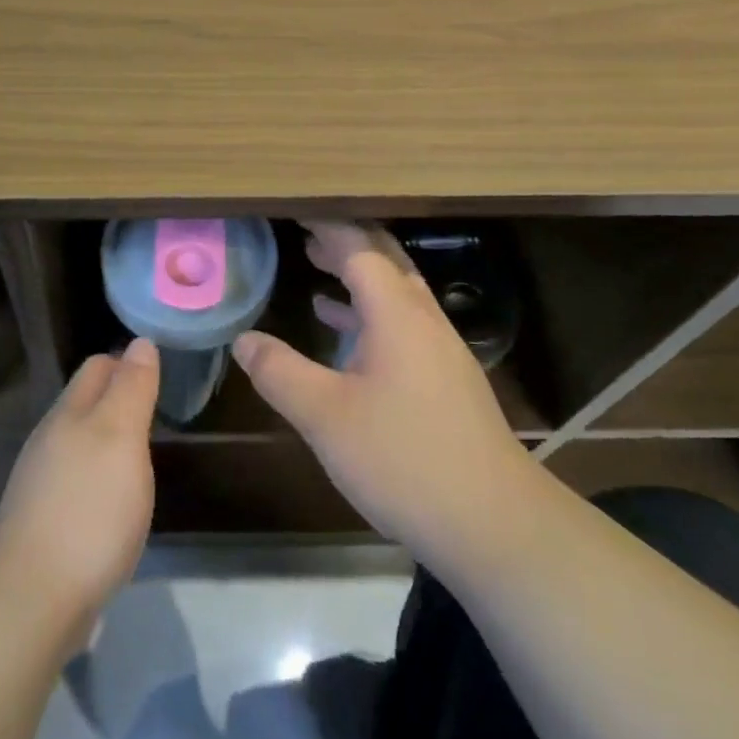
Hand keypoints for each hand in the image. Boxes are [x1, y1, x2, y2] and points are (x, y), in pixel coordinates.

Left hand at [0, 338, 159, 641]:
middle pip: (86, 403)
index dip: (128, 362)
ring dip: (109, 441)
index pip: (98, 366)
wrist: (34, 599)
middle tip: (158, 410)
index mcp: (69, 413)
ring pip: (80, 443)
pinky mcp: (44, 523)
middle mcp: (50, 440)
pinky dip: (100, 479)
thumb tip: (140, 342)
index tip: (161, 372)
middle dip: (118, 398)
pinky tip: (116, 502)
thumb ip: (131, 388)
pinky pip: (77, 483)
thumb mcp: (121, 438)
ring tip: (142, 454)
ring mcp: (42, 483)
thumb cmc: (89, 509)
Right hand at [232, 222, 539, 564]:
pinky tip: (345, 333)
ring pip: (397, 295)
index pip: (360, 250)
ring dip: (358, 278)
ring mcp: (441, 352)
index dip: (326, 229)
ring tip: (316, 267)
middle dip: (344, 244)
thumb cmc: (404, 459)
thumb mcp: (325, 416)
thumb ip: (280, 372)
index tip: (295, 213)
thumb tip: (243, 340)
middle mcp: (424, 321)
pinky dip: (370, 314)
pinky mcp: (448, 382)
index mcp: (398, 315)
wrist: (495, 525)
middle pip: (385, 263)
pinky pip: (403, 325)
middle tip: (304, 233)